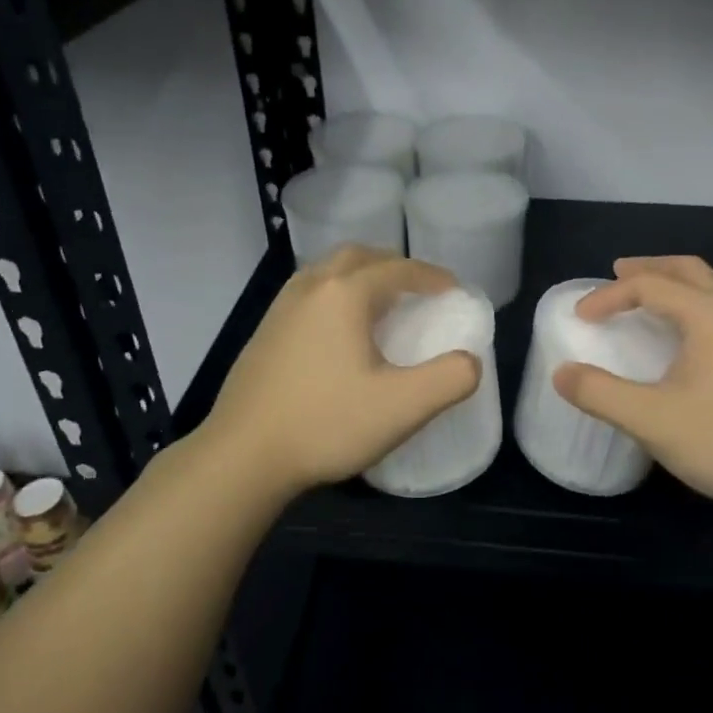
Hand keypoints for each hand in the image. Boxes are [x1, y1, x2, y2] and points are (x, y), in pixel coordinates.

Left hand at [202, 246, 482, 497]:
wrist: (242, 456)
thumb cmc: (326, 424)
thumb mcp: (402, 408)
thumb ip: (449, 379)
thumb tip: (470, 361)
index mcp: (345, 293)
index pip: (398, 269)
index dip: (432, 276)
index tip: (453, 291)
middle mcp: (311, 287)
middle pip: (359, 256)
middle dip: (393, 266)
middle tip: (417, 290)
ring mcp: (281, 307)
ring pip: (328, 271)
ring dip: (360, 276)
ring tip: (381, 305)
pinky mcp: (264, 332)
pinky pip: (308, 293)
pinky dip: (335, 294)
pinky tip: (339, 333)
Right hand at [553, 256, 712, 510]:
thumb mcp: (651, 419)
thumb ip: (600, 394)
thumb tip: (562, 374)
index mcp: (708, 314)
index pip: (648, 286)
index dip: (608, 296)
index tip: (581, 318)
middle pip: (688, 270)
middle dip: (648, 268)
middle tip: (617, 274)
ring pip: (711, 288)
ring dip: (674, 285)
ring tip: (647, 301)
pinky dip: (693, 305)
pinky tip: (686, 339)